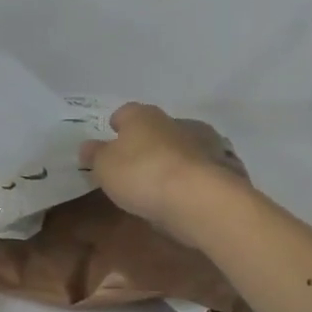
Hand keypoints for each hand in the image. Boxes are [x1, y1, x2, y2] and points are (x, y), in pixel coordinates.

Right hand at [80, 103, 241, 231]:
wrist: (200, 199)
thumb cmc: (142, 174)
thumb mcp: (104, 167)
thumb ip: (94, 155)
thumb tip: (88, 146)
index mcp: (143, 116)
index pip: (125, 112)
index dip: (116, 125)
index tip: (110, 139)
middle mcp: (175, 121)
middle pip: (155, 129)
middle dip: (145, 143)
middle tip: (132, 165)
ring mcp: (204, 143)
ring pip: (180, 147)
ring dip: (170, 159)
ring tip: (158, 183)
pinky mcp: (223, 168)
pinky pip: (199, 169)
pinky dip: (190, 177)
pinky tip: (181, 194)